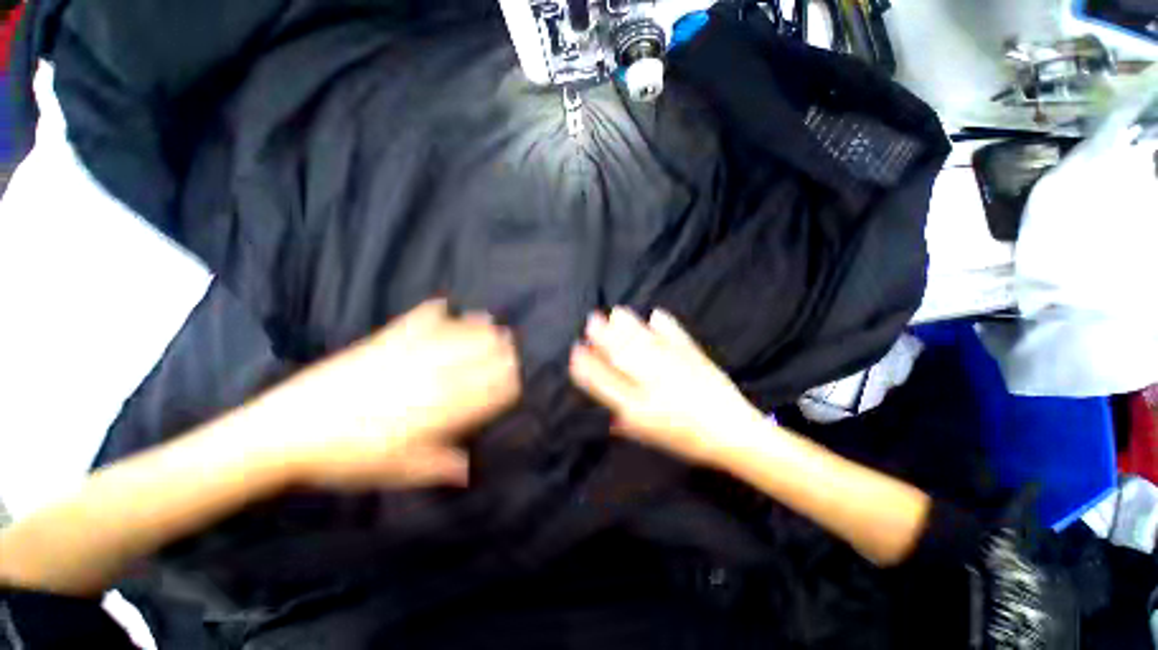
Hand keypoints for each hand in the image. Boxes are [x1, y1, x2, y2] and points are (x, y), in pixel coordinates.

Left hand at [257, 300, 520, 489]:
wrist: (289, 431)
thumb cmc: (348, 459)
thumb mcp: (398, 473)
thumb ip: (439, 467)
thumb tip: (471, 469)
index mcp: (438, 412)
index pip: (486, 393)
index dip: (506, 385)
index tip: (516, 381)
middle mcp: (431, 379)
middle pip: (478, 361)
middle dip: (500, 354)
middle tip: (513, 349)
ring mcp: (408, 356)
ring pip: (457, 338)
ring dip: (479, 332)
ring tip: (494, 326)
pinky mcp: (385, 342)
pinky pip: (417, 322)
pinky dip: (436, 312)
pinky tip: (447, 305)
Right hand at [569, 307, 764, 466]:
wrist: (733, 434)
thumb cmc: (687, 440)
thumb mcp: (651, 438)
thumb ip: (627, 423)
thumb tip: (608, 412)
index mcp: (639, 408)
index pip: (605, 382)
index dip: (587, 365)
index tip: (576, 351)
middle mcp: (653, 384)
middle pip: (622, 355)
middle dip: (603, 336)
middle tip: (592, 319)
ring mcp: (675, 367)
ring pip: (644, 342)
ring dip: (628, 325)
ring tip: (616, 313)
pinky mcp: (694, 357)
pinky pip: (676, 336)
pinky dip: (666, 324)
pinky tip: (656, 314)